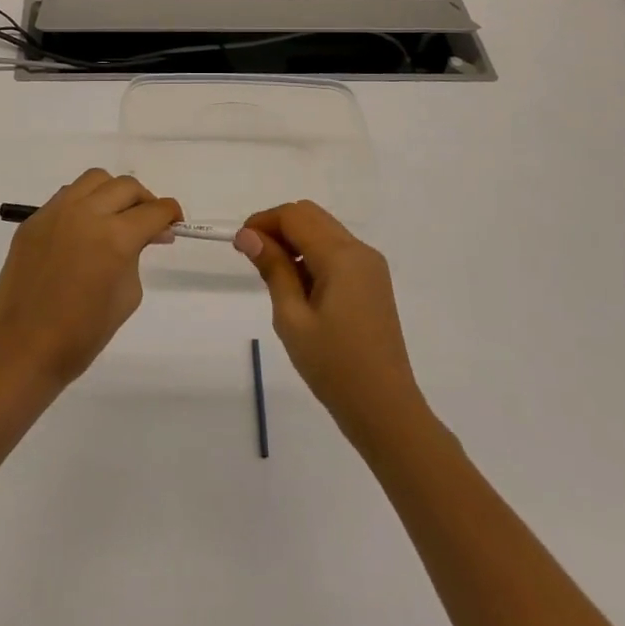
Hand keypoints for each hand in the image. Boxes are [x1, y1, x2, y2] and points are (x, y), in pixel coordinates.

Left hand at [0, 170, 181, 391]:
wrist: (23, 348)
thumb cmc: (82, 333)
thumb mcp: (127, 295)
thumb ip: (136, 256)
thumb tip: (144, 235)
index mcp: (115, 237)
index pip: (153, 210)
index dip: (170, 214)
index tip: (173, 223)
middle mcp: (86, 214)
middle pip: (126, 187)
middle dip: (144, 201)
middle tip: (148, 223)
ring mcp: (56, 212)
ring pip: (94, 180)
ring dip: (113, 193)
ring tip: (114, 217)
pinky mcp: (34, 220)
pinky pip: (67, 196)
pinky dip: (84, 203)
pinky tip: (83, 229)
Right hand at [235, 201, 424, 437]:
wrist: (384, 409)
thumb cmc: (333, 366)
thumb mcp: (292, 318)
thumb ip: (273, 269)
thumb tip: (248, 235)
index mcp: (341, 256)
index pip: (295, 216)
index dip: (263, 221)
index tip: (239, 244)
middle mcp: (360, 251)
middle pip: (311, 216)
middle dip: (277, 226)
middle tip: (252, 255)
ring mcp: (370, 266)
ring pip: (324, 231)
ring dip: (294, 240)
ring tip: (271, 274)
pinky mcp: (372, 282)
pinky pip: (337, 251)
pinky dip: (312, 254)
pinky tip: (298, 286)